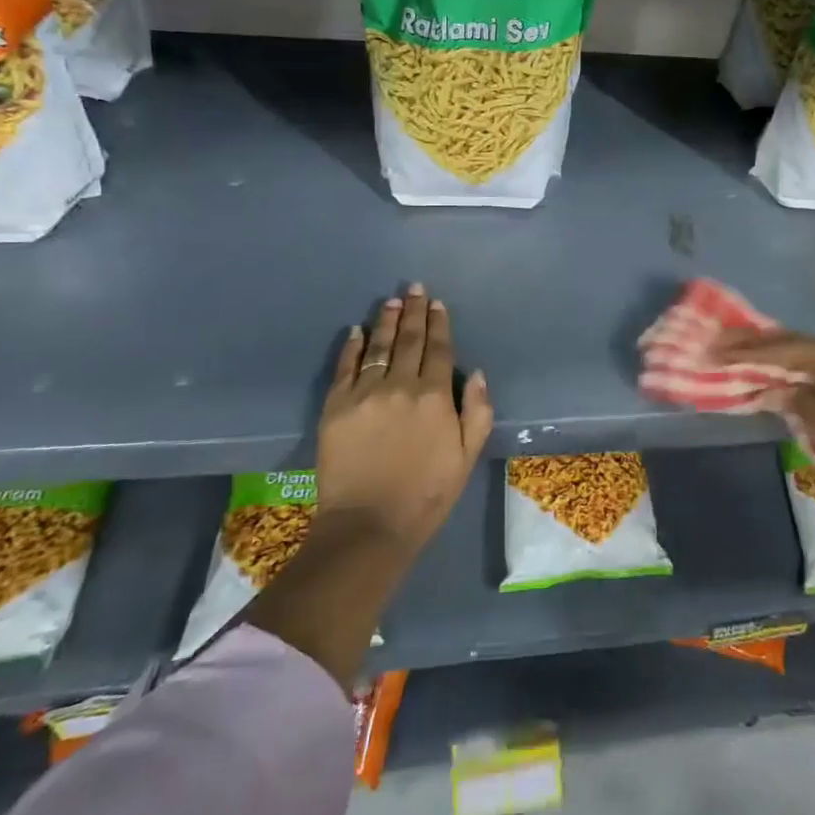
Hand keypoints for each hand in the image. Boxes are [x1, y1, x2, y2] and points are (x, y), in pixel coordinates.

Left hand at [315, 284, 493, 550]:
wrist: (368, 525)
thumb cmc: (427, 494)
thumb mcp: (468, 457)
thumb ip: (478, 412)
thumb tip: (478, 374)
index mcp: (435, 396)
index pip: (439, 350)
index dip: (439, 324)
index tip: (437, 303)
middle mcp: (400, 386)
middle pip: (408, 340)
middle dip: (413, 312)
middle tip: (414, 288)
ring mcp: (364, 394)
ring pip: (377, 347)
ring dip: (385, 321)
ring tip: (391, 301)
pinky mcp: (335, 407)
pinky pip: (345, 368)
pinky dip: (351, 346)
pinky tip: (356, 331)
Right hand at [716, 329, 814, 492]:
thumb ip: (795, 401)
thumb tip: (778, 389)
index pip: (779, 349)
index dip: (744, 350)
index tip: (714, 348)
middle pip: (794, 340)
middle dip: (758, 342)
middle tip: (725, 341)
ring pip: (811, 348)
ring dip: (781, 350)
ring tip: (753, 353)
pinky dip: (803, 362)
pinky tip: (794, 371)